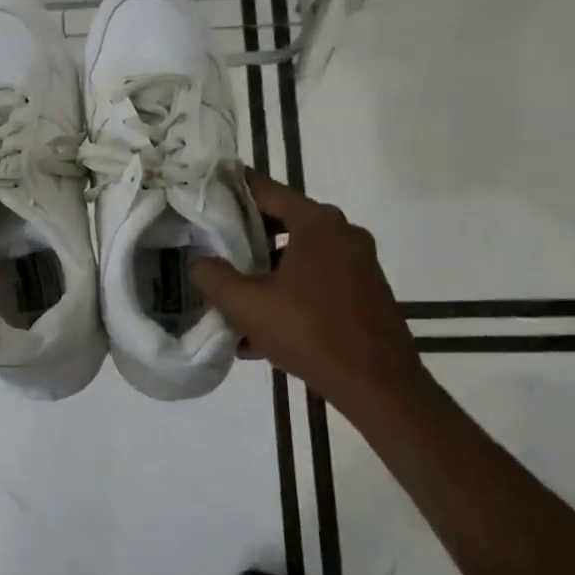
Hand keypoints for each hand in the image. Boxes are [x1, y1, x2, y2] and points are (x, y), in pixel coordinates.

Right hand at [192, 169, 430, 414]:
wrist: (378, 386)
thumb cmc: (309, 332)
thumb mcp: (246, 305)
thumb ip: (212, 276)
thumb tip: (197, 261)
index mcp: (317, 223)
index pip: (266, 190)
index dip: (233, 189)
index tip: (206, 192)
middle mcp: (343, 233)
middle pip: (284, 220)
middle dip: (247, 235)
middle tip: (213, 245)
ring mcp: (359, 263)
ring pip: (300, 253)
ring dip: (267, 269)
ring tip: (234, 293)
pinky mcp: (365, 291)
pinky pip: (318, 278)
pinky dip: (290, 290)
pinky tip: (262, 326)